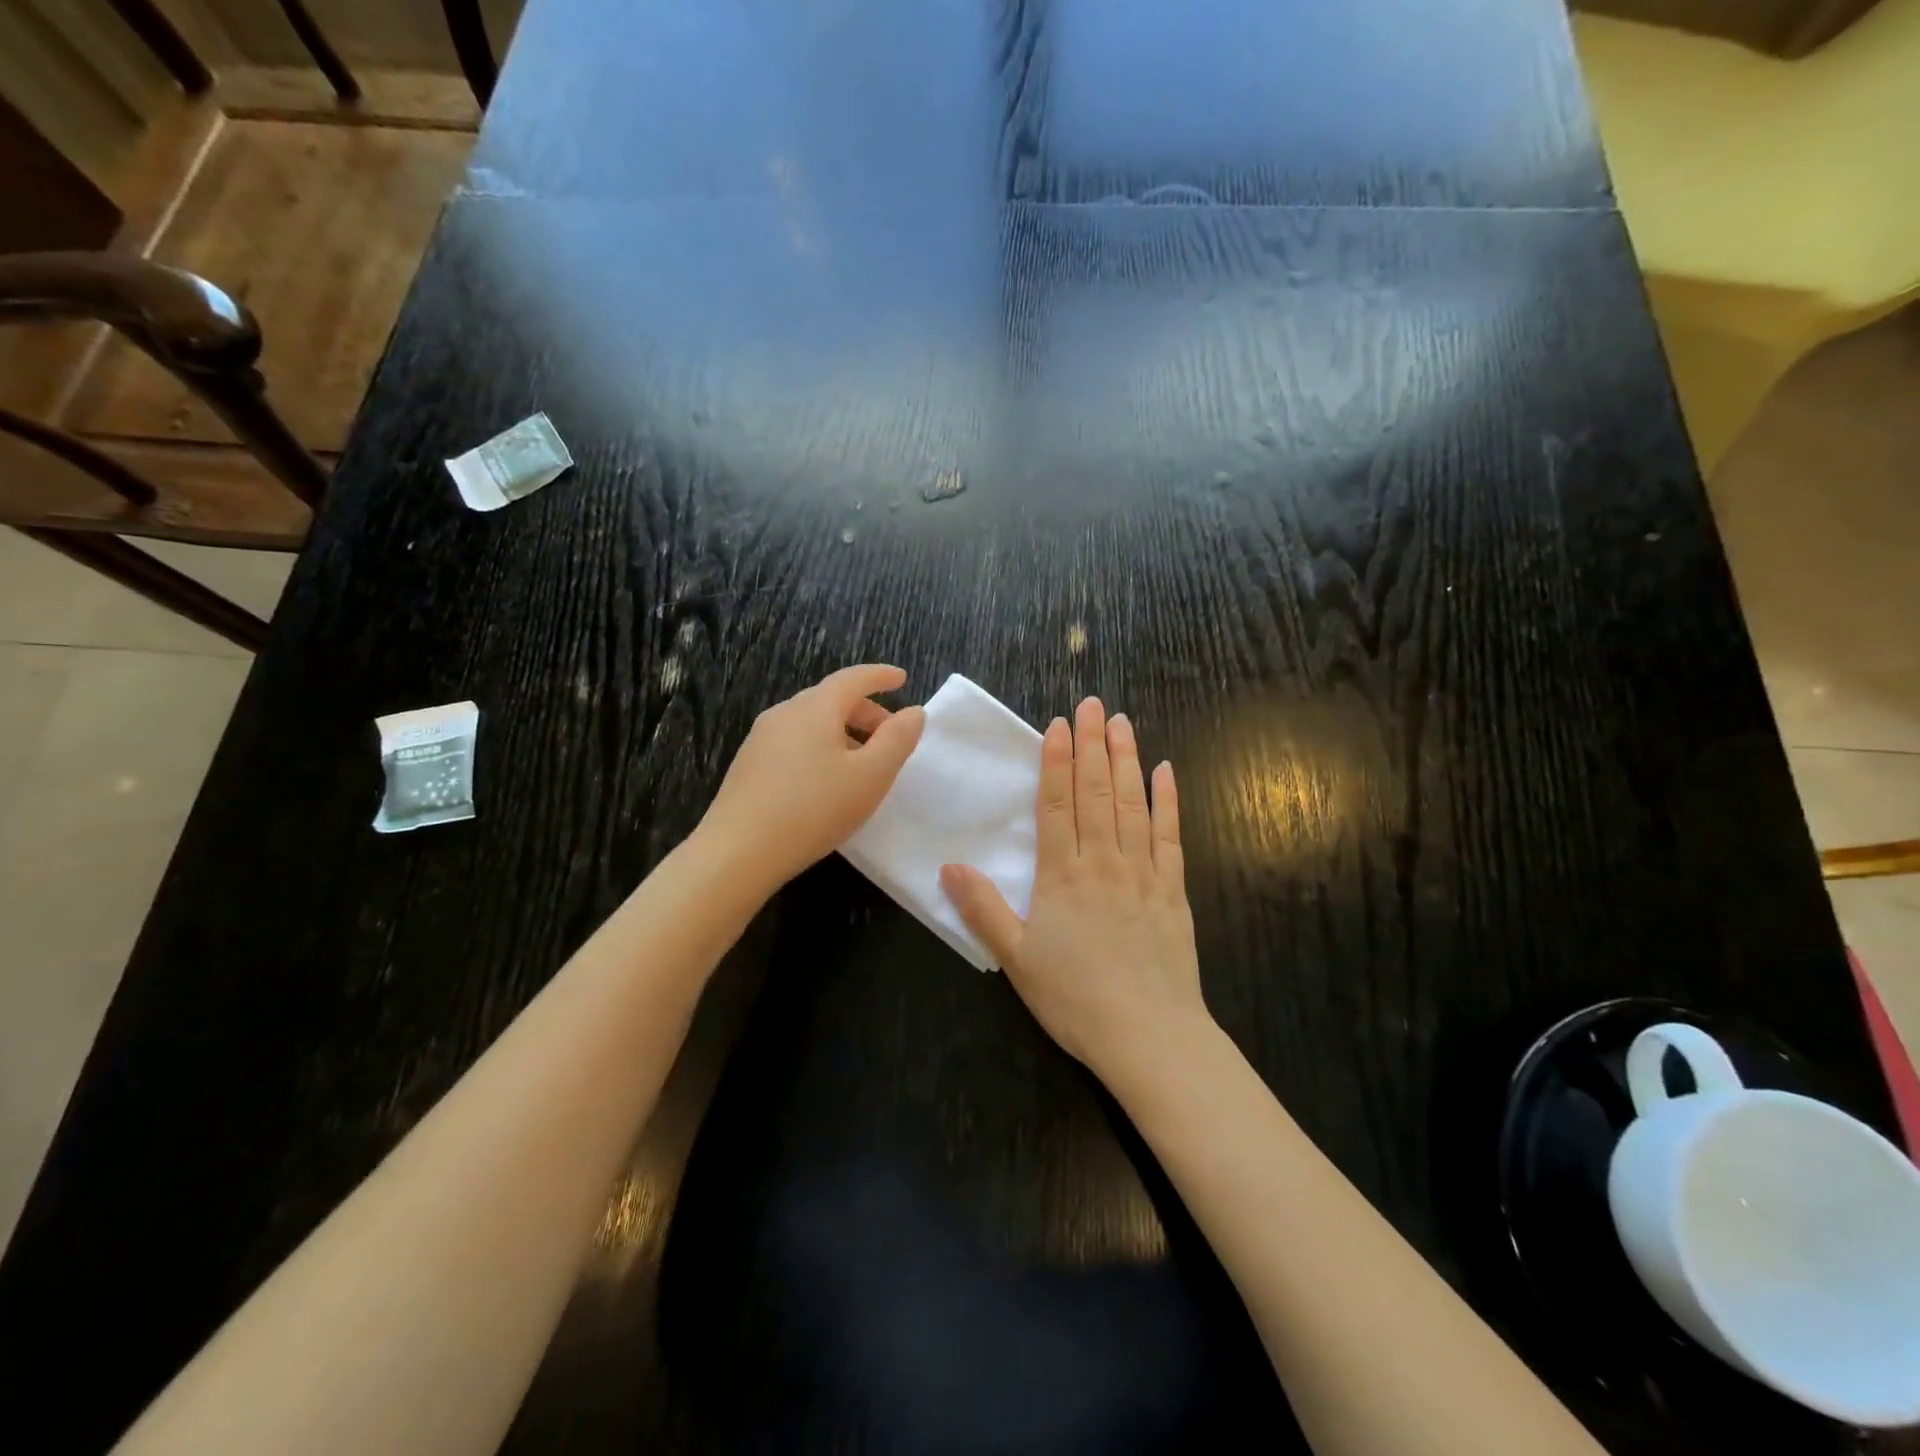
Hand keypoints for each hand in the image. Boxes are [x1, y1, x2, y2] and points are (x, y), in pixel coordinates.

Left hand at [700, 665, 925, 893]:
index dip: (881, 676)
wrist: (738, 852)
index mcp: (815, 708)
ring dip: (843, 733)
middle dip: (865, 712)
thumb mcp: (871, 776)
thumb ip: (897, 740)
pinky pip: (794, 743)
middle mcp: (784, 713)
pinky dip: (820, 748)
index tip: (902, 679)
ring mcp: (761, 739)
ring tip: (861, 765)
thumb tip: (913, 712)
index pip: (853, 678)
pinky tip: (825, 783)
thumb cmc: (814, 809)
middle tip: (890, 737)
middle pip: (831, 699)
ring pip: (811, 722)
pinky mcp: (748, 765)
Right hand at [940, 697, 1207, 1085]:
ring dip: (1126, 758)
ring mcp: (1142, 871)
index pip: (1056, 803)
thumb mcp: (1016, 958)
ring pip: (1132, 803)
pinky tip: (1165, 771)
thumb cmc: (1075, 998)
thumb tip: (950, 865)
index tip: (1058, 725)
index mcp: (1062, 874)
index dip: (1055, 761)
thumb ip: (983, 908)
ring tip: (1122, 722)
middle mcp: (1103, 860)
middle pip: (1095, 791)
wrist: (1149, 1035)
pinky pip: (1170, 835)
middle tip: (1092, 703)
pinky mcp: (1172, 889)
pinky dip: (1167, 800)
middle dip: (1092, 743)